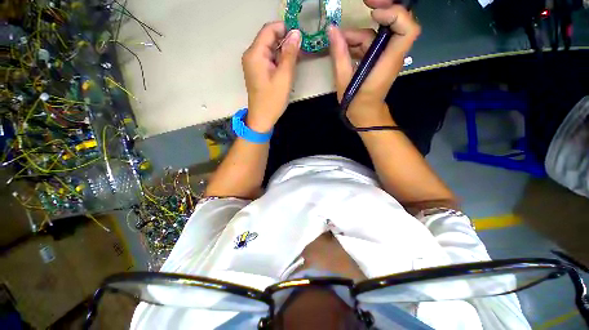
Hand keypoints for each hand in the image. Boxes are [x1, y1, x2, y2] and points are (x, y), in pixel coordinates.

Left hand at [242, 22, 301, 132]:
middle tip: (300, 52)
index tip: (299, 37)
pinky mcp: (257, 71)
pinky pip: (268, 59)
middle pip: (269, 38)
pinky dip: (278, 60)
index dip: (285, 29)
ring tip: (296, 61)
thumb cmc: (273, 100)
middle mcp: (251, 55)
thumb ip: (290, 53)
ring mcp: (253, 63)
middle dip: (285, 41)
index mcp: (255, 54)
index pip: (269, 29)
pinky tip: (287, 67)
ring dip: (283, 52)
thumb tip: (296, 33)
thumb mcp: (284, 76)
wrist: (262, 118)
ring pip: (270, 49)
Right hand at [328, 3, 419, 126]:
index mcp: (387, 62)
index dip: (395, 14)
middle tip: (365, 2)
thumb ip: (339, 55)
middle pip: (398, 23)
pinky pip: (371, 43)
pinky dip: (358, 42)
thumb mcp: (344, 82)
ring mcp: (386, 56)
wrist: (366, 115)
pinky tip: (344, 47)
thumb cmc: (356, 103)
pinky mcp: (379, 59)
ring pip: (379, 33)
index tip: (373, 12)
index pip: (407, 29)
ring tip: (339, 41)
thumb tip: (332, 30)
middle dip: (383, 8)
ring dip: (359, 33)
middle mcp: (392, 55)